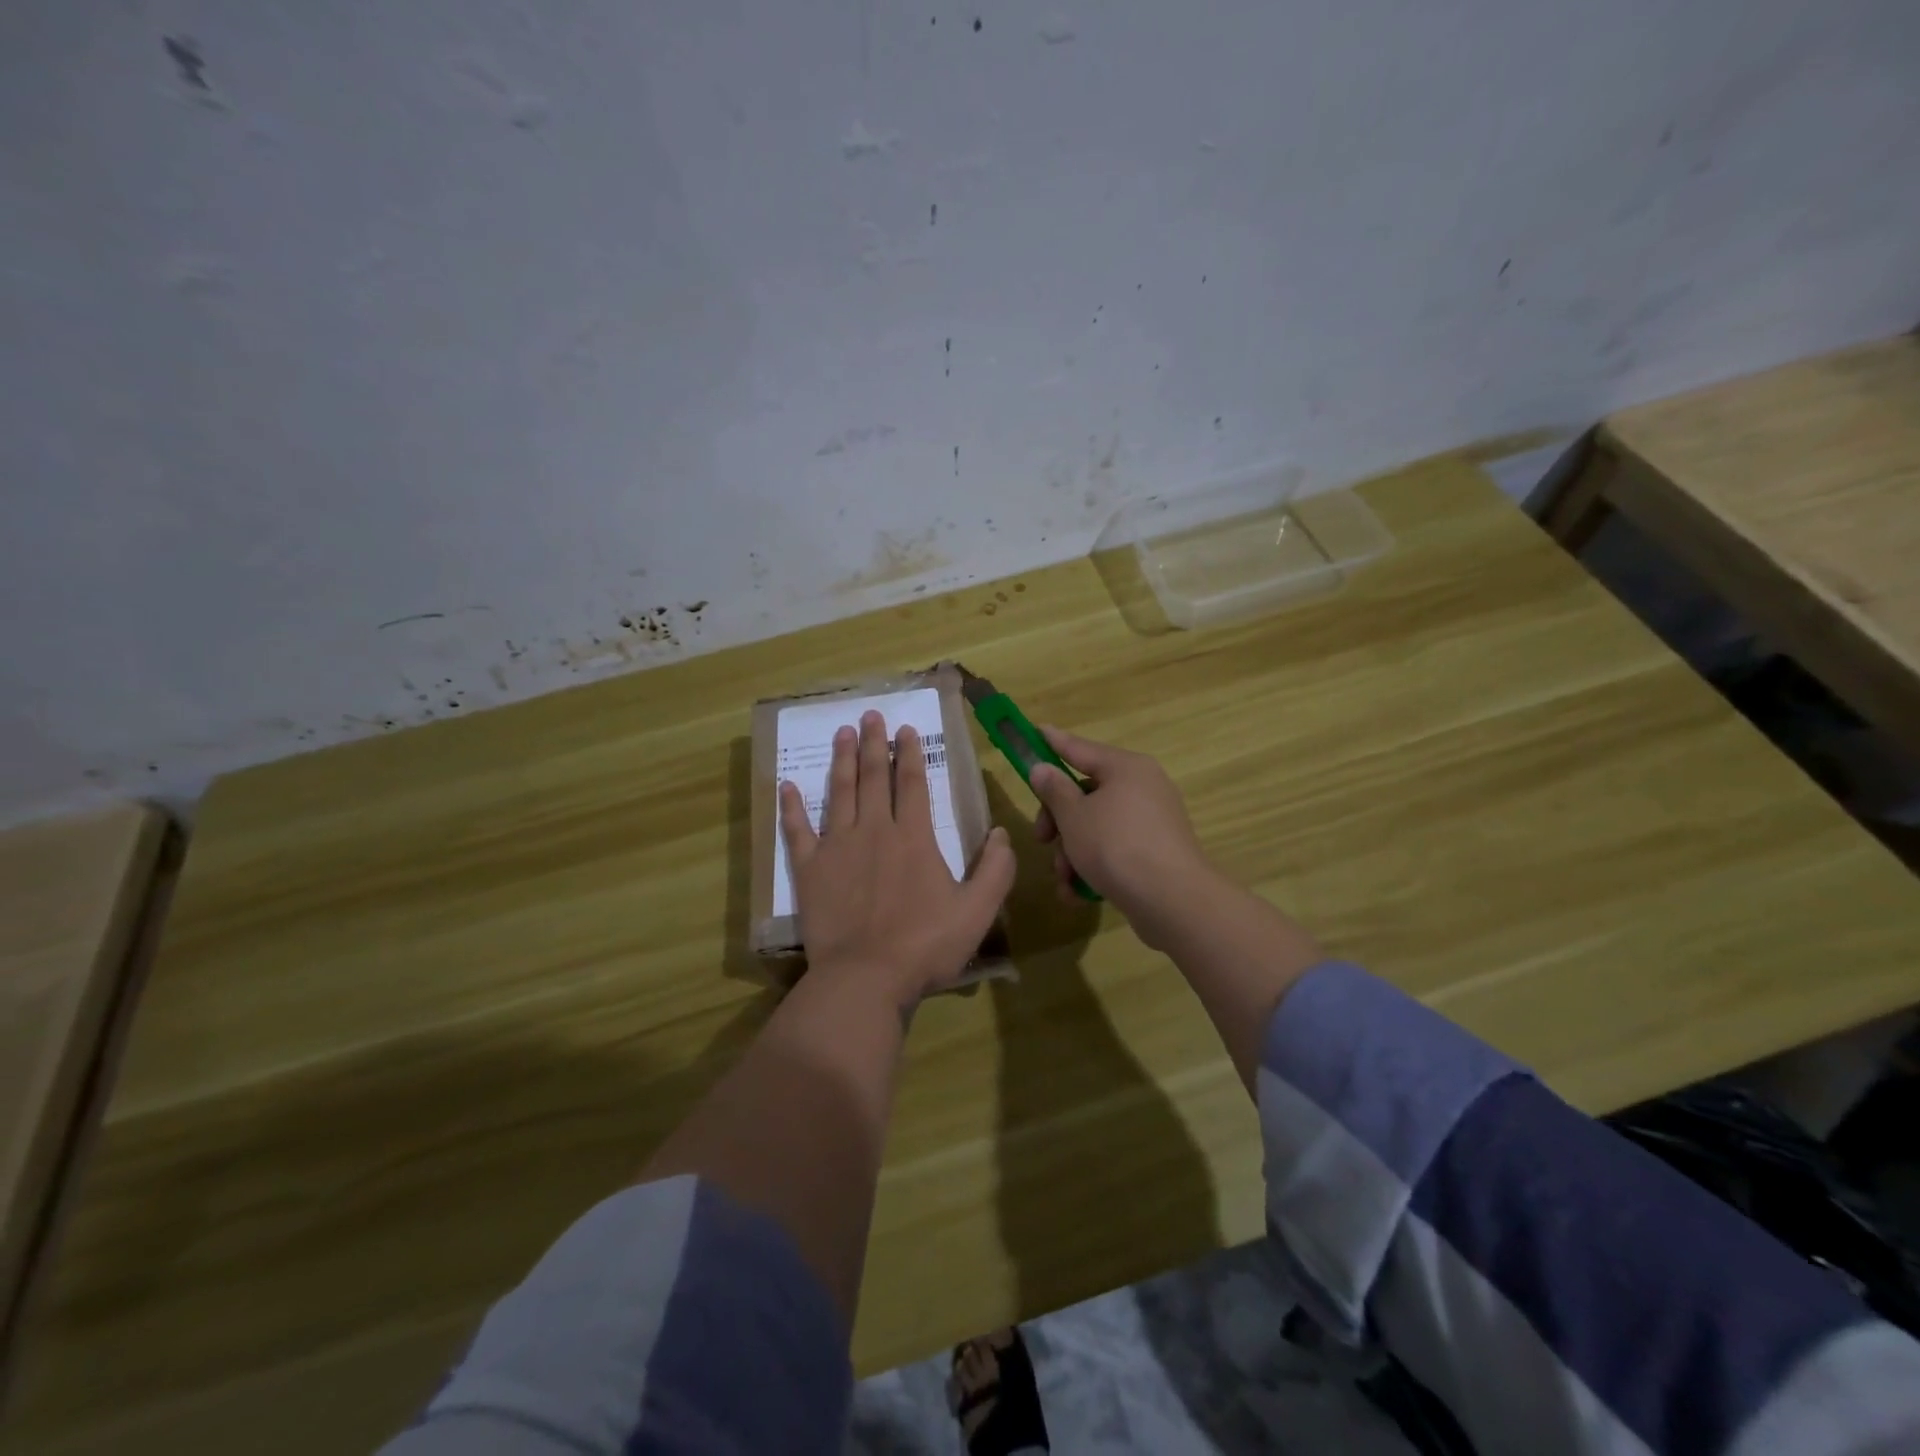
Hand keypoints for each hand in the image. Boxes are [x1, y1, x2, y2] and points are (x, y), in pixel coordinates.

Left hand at [781, 710, 1015, 1007]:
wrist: (865, 978)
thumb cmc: (924, 946)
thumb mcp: (977, 912)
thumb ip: (995, 870)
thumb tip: (1003, 833)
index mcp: (913, 837)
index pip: (911, 783)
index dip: (909, 753)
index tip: (905, 729)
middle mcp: (874, 831)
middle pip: (874, 777)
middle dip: (873, 743)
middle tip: (870, 714)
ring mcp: (837, 847)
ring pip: (839, 792)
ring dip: (841, 760)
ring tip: (841, 732)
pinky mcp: (810, 869)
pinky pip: (797, 830)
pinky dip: (791, 807)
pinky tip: (787, 786)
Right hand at [1029, 726, 1218, 948]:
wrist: (1172, 901)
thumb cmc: (1116, 846)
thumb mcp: (1074, 816)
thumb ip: (1054, 789)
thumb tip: (1042, 768)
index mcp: (1126, 768)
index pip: (1080, 748)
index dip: (1053, 742)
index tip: (1035, 730)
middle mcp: (1143, 788)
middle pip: (1086, 793)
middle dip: (1059, 821)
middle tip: (1041, 839)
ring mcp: (1152, 822)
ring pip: (1097, 827)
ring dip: (1072, 852)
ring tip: (1063, 880)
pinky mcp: (1156, 853)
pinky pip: (1115, 850)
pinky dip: (1094, 867)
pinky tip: (1077, 894)